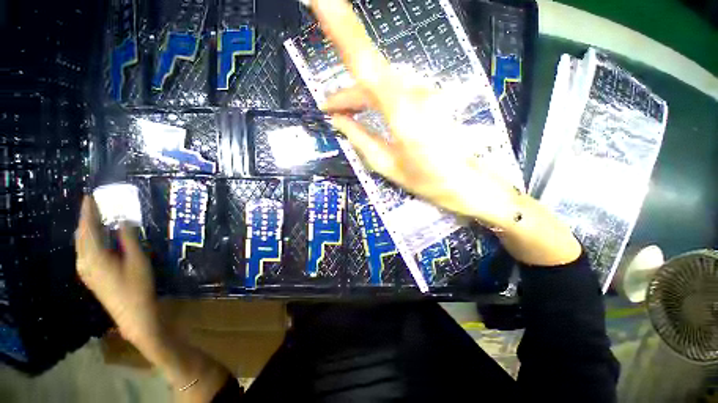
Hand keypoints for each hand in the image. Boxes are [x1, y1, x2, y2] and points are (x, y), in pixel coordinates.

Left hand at [75, 196, 160, 345]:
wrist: (133, 314)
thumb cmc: (137, 286)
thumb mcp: (137, 260)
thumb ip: (128, 239)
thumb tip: (122, 221)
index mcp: (94, 257)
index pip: (87, 228)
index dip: (88, 211)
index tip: (89, 196)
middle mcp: (84, 262)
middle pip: (81, 235)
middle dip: (86, 219)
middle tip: (95, 205)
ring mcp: (85, 270)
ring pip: (81, 244)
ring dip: (88, 229)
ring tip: (98, 218)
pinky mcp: (90, 276)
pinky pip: (85, 251)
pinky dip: (90, 240)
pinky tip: (99, 238)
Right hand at [312, 0, 520, 228]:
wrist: (467, 183)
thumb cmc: (428, 181)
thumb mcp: (388, 166)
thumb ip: (361, 140)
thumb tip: (339, 121)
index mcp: (402, 113)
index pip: (366, 63)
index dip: (343, 28)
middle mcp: (415, 93)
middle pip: (370, 76)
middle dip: (346, 92)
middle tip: (328, 108)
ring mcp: (425, 92)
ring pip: (381, 84)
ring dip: (360, 98)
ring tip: (343, 115)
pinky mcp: (429, 97)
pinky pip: (394, 91)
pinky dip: (375, 100)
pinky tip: (367, 114)